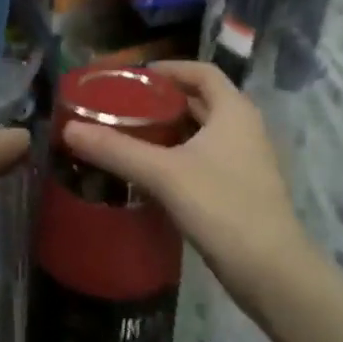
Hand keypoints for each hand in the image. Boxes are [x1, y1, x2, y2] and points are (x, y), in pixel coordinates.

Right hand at [63, 60, 308, 293]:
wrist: (272, 273)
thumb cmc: (222, 208)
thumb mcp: (164, 174)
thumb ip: (116, 149)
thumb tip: (69, 128)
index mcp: (233, 110)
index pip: (201, 70)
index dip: (169, 68)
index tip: (133, 77)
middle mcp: (244, 127)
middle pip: (200, 99)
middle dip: (163, 100)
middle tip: (123, 106)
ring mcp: (246, 159)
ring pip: (203, 131)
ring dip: (170, 129)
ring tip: (130, 134)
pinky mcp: (242, 188)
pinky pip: (206, 156)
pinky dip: (180, 154)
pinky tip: (152, 171)